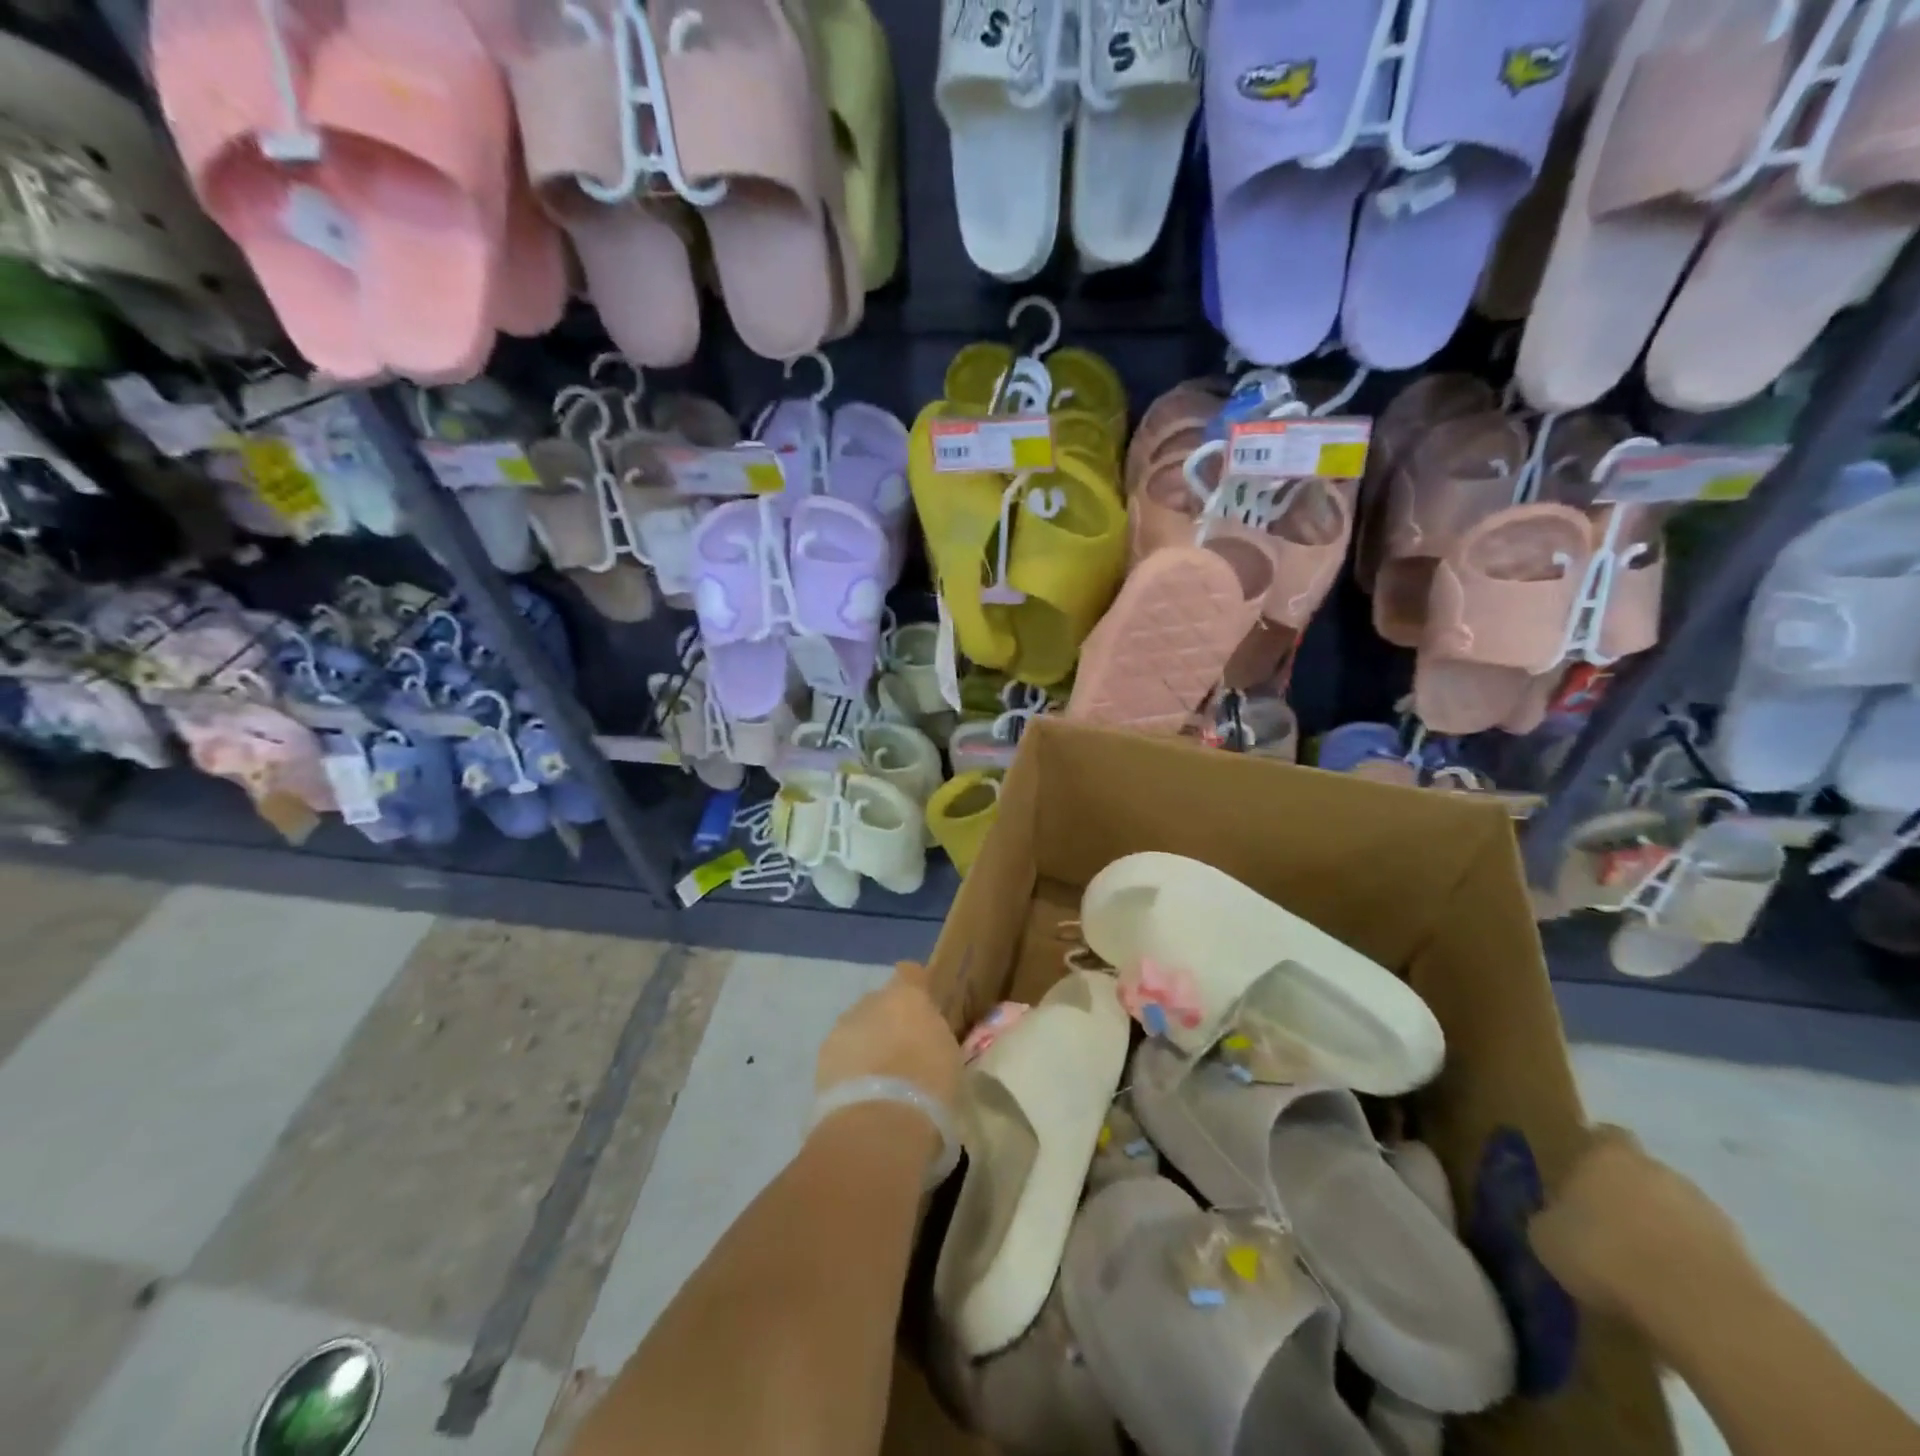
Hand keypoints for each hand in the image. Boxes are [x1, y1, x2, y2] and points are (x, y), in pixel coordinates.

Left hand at [815, 961, 962, 1114]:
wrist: (878, 1126)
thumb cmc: (929, 1087)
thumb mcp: (948, 1057)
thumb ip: (933, 1036)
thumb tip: (925, 1038)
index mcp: (908, 996)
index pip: (911, 973)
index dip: (916, 989)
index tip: (924, 1011)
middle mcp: (871, 1002)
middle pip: (880, 1003)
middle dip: (888, 1022)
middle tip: (903, 1054)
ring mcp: (842, 1028)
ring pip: (857, 1028)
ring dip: (866, 1044)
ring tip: (879, 1080)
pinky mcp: (821, 1060)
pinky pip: (840, 1055)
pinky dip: (848, 1068)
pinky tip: (860, 1095)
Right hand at [1529, 1126, 1760, 1320]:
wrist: (1704, 1311)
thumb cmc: (1606, 1253)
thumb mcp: (1548, 1236)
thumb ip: (1552, 1219)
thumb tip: (1557, 1222)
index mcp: (1608, 1154)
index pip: (1600, 1136)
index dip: (1589, 1155)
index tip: (1578, 1180)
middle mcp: (1660, 1170)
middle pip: (1642, 1175)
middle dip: (1628, 1198)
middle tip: (1607, 1230)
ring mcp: (1710, 1213)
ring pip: (1677, 1214)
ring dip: (1663, 1234)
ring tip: (1642, 1271)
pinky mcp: (1746, 1259)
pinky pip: (1705, 1254)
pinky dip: (1691, 1269)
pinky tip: (1673, 1297)